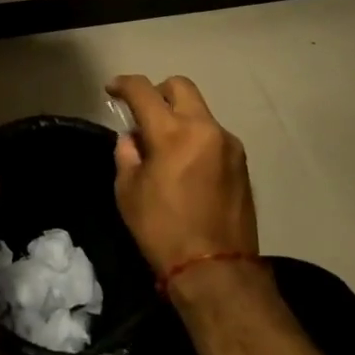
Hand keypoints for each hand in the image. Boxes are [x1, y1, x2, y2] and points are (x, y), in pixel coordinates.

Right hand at [107, 75, 258, 277]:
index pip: (143, 90)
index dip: (123, 84)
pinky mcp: (242, 163)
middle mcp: (205, 129)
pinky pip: (213, 135)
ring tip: (165, 147)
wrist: (216, 270)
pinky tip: (187, 167)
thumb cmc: (162, 230)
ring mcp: (228, 144)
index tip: (112, 90)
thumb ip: (127, 155)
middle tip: (143, 115)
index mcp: (171, 133)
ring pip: (200, 111)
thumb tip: (133, 139)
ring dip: (179, 117)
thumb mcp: (128, 192)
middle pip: (180, 86)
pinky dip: (196, 138)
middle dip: (158, 92)